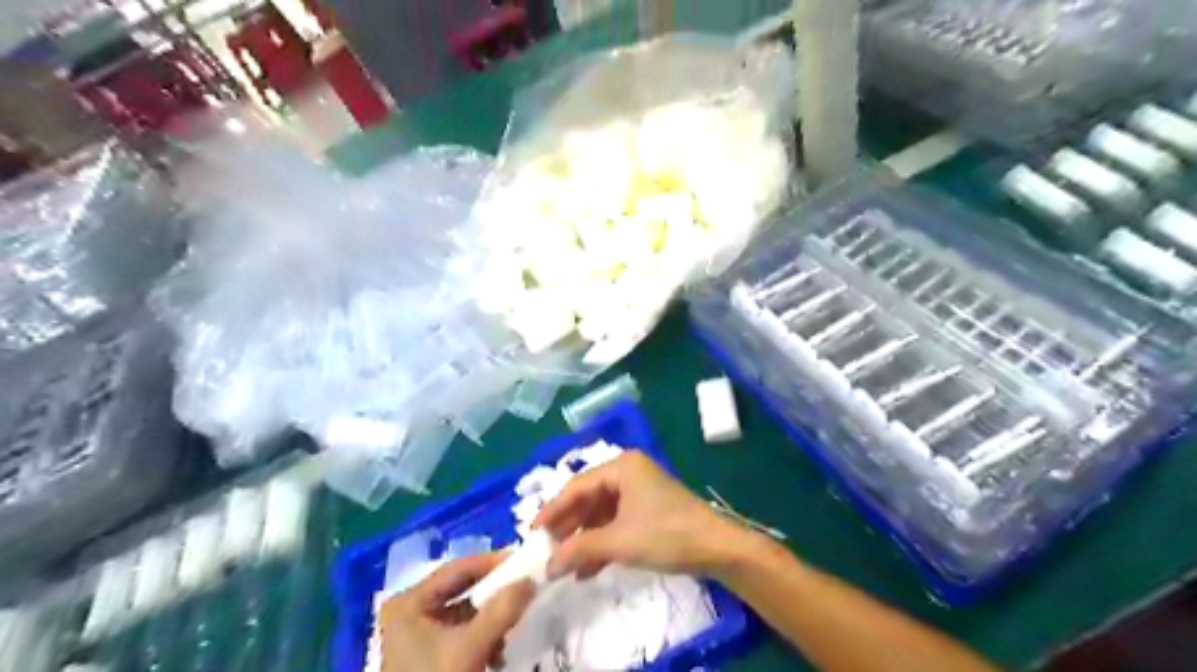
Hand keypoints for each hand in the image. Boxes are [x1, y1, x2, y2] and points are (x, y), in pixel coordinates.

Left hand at [380, 552, 535, 671]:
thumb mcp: (470, 647)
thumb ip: (501, 610)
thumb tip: (531, 580)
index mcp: (409, 601)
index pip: (458, 568)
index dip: (493, 563)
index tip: (525, 562)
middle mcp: (410, 610)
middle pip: (462, 588)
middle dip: (495, 592)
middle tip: (525, 586)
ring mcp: (418, 633)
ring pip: (465, 610)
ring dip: (492, 617)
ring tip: (514, 623)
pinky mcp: (428, 653)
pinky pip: (462, 631)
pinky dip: (483, 636)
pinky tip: (498, 650)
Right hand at [536, 451, 745, 583]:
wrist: (717, 548)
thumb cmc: (666, 534)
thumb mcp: (619, 541)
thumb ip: (579, 549)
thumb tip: (547, 566)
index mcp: (622, 466)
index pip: (577, 486)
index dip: (553, 510)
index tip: (532, 533)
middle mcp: (628, 473)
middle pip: (588, 499)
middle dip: (569, 528)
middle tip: (546, 551)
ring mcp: (639, 492)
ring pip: (601, 514)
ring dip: (584, 540)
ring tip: (564, 566)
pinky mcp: (647, 510)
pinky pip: (616, 523)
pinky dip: (602, 544)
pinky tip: (587, 569)